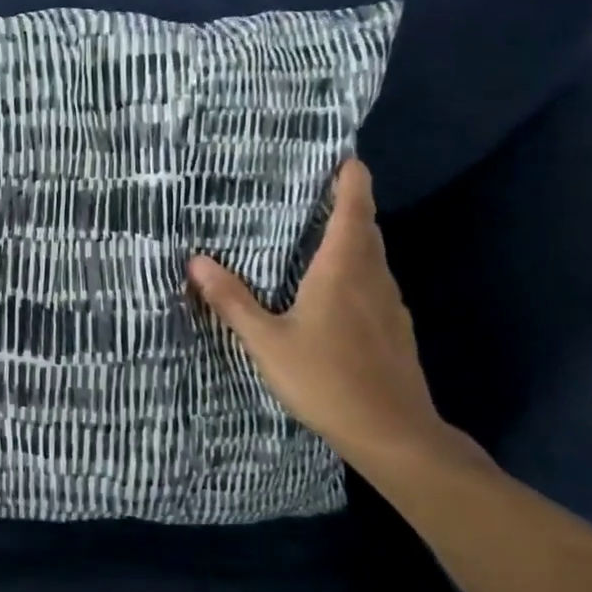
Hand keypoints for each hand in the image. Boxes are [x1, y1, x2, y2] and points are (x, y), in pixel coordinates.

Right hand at [188, 159, 454, 474]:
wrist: (395, 436)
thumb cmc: (327, 380)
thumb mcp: (266, 342)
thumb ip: (232, 300)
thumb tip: (196, 260)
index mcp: (342, 270)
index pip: (353, 210)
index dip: (351, 180)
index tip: (344, 156)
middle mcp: (372, 278)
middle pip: (366, 229)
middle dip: (348, 203)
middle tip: (317, 188)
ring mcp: (390, 306)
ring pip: (374, 257)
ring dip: (354, 236)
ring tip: (320, 232)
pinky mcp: (396, 330)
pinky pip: (375, 282)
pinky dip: (358, 269)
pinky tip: (336, 288)